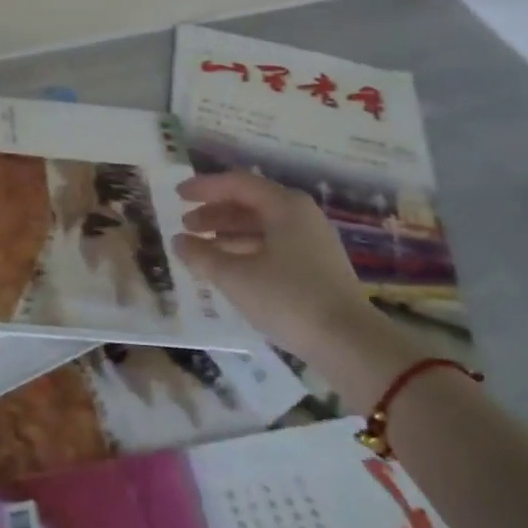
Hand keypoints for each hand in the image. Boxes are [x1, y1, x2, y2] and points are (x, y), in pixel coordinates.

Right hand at [172, 169, 375, 362]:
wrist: (350, 344)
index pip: (237, 183)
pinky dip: (246, 250)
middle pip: (250, 203)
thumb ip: (201, 255)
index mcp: (285, 206)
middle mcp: (301, 216)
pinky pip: (273, 246)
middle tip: (186, 225)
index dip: (204, 187)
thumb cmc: (288, 298)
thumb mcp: (235, 276)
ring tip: (201, 249)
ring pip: (261, 226)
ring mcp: (312, 241)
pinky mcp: (317, 267)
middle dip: (215, 212)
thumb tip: (178, 242)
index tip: (178, 195)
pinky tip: (229, 267)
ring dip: (228, 233)